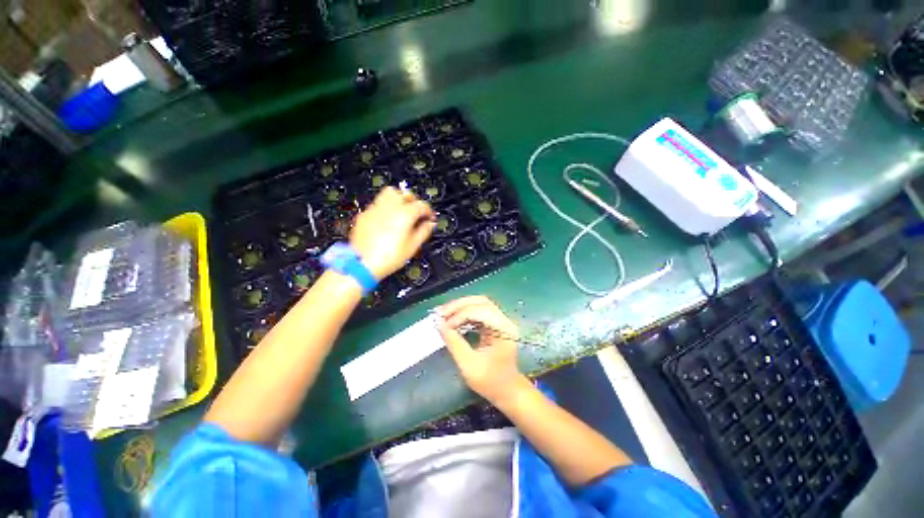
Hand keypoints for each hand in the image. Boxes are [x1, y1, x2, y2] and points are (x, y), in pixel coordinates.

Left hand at [350, 187, 435, 279]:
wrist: (362, 263)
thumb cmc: (388, 257)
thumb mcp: (413, 246)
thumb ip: (424, 231)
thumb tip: (429, 224)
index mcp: (405, 214)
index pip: (422, 205)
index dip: (429, 211)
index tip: (430, 218)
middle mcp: (390, 207)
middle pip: (405, 194)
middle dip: (414, 201)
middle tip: (417, 213)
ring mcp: (375, 209)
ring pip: (389, 194)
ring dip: (398, 200)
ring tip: (402, 212)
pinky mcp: (364, 215)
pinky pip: (377, 204)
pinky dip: (385, 208)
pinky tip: (387, 220)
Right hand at [436, 296, 529, 404]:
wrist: (507, 391)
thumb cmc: (490, 382)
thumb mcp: (468, 365)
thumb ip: (454, 343)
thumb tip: (439, 324)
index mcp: (504, 329)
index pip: (480, 311)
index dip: (460, 315)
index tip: (443, 325)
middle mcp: (504, 320)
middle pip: (480, 302)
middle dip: (458, 306)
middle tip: (440, 313)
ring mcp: (501, 321)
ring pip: (479, 303)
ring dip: (460, 307)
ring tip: (443, 314)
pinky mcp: (495, 323)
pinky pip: (478, 311)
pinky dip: (464, 313)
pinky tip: (452, 319)